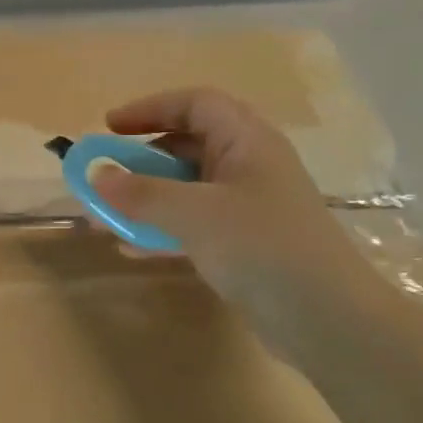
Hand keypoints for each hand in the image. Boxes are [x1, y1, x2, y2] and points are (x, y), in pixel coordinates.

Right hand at [91, 89, 385, 353]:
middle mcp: (249, 165)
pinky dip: (162, 226)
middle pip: (189, 143)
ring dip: (147, 196)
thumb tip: (96, 177)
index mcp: (248, 141)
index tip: (109, 127)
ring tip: (108, 214)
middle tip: (106, 173)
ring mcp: (248, 205)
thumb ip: (142, 193)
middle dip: (142, 156)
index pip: (195, 104)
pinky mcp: (244, 241)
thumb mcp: (195, 214)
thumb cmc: (262, 247)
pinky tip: (133, 246)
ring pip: (187, 186)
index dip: (150, 108)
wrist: (326, 318)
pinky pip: (193, 221)